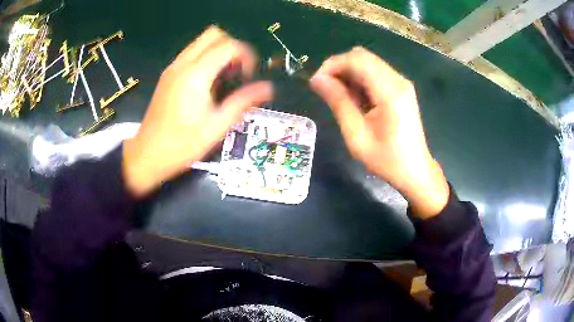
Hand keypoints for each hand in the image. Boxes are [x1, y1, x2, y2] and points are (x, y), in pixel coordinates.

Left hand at [123, 26, 272, 196]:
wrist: (147, 155)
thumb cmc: (182, 144)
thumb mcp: (217, 126)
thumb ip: (243, 101)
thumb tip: (268, 88)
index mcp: (196, 75)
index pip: (228, 45)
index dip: (246, 55)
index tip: (248, 75)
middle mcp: (182, 64)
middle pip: (213, 35)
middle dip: (232, 46)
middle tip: (237, 70)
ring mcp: (172, 68)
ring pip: (200, 42)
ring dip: (218, 51)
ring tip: (224, 78)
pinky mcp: (167, 75)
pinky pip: (191, 54)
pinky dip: (205, 58)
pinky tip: (207, 83)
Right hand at [310, 47, 448, 217]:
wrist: (415, 170)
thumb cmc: (387, 159)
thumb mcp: (357, 135)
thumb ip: (338, 102)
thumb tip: (317, 79)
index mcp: (390, 91)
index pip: (357, 59)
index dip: (332, 65)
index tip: (317, 83)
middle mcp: (398, 80)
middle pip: (362, 56)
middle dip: (339, 68)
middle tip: (327, 90)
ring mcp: (401, 83)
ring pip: (367, 63)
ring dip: (349, 74)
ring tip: (341, 98)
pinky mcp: (401, 88)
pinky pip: (375, 73)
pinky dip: (360, 80)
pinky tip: (356, 100)